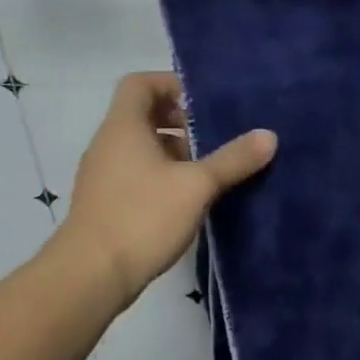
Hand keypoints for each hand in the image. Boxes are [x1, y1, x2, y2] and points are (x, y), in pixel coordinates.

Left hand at [54, 71, 275, 300]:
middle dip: (181, 121)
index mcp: (124, 127)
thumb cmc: (142, 217)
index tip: (204, 101)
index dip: (171, 84)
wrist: (90, 276)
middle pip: (144, 115)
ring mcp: (105, 175)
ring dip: (176, 151)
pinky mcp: (108, 202)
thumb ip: (233, 159)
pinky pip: (138, 173)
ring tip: (211, 168)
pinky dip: (165, 175)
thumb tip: (269, 135)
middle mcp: (109, 144)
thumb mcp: (197, 185)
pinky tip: (191, 197)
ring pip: (143, 147)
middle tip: (215, 135)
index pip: (140, 84)